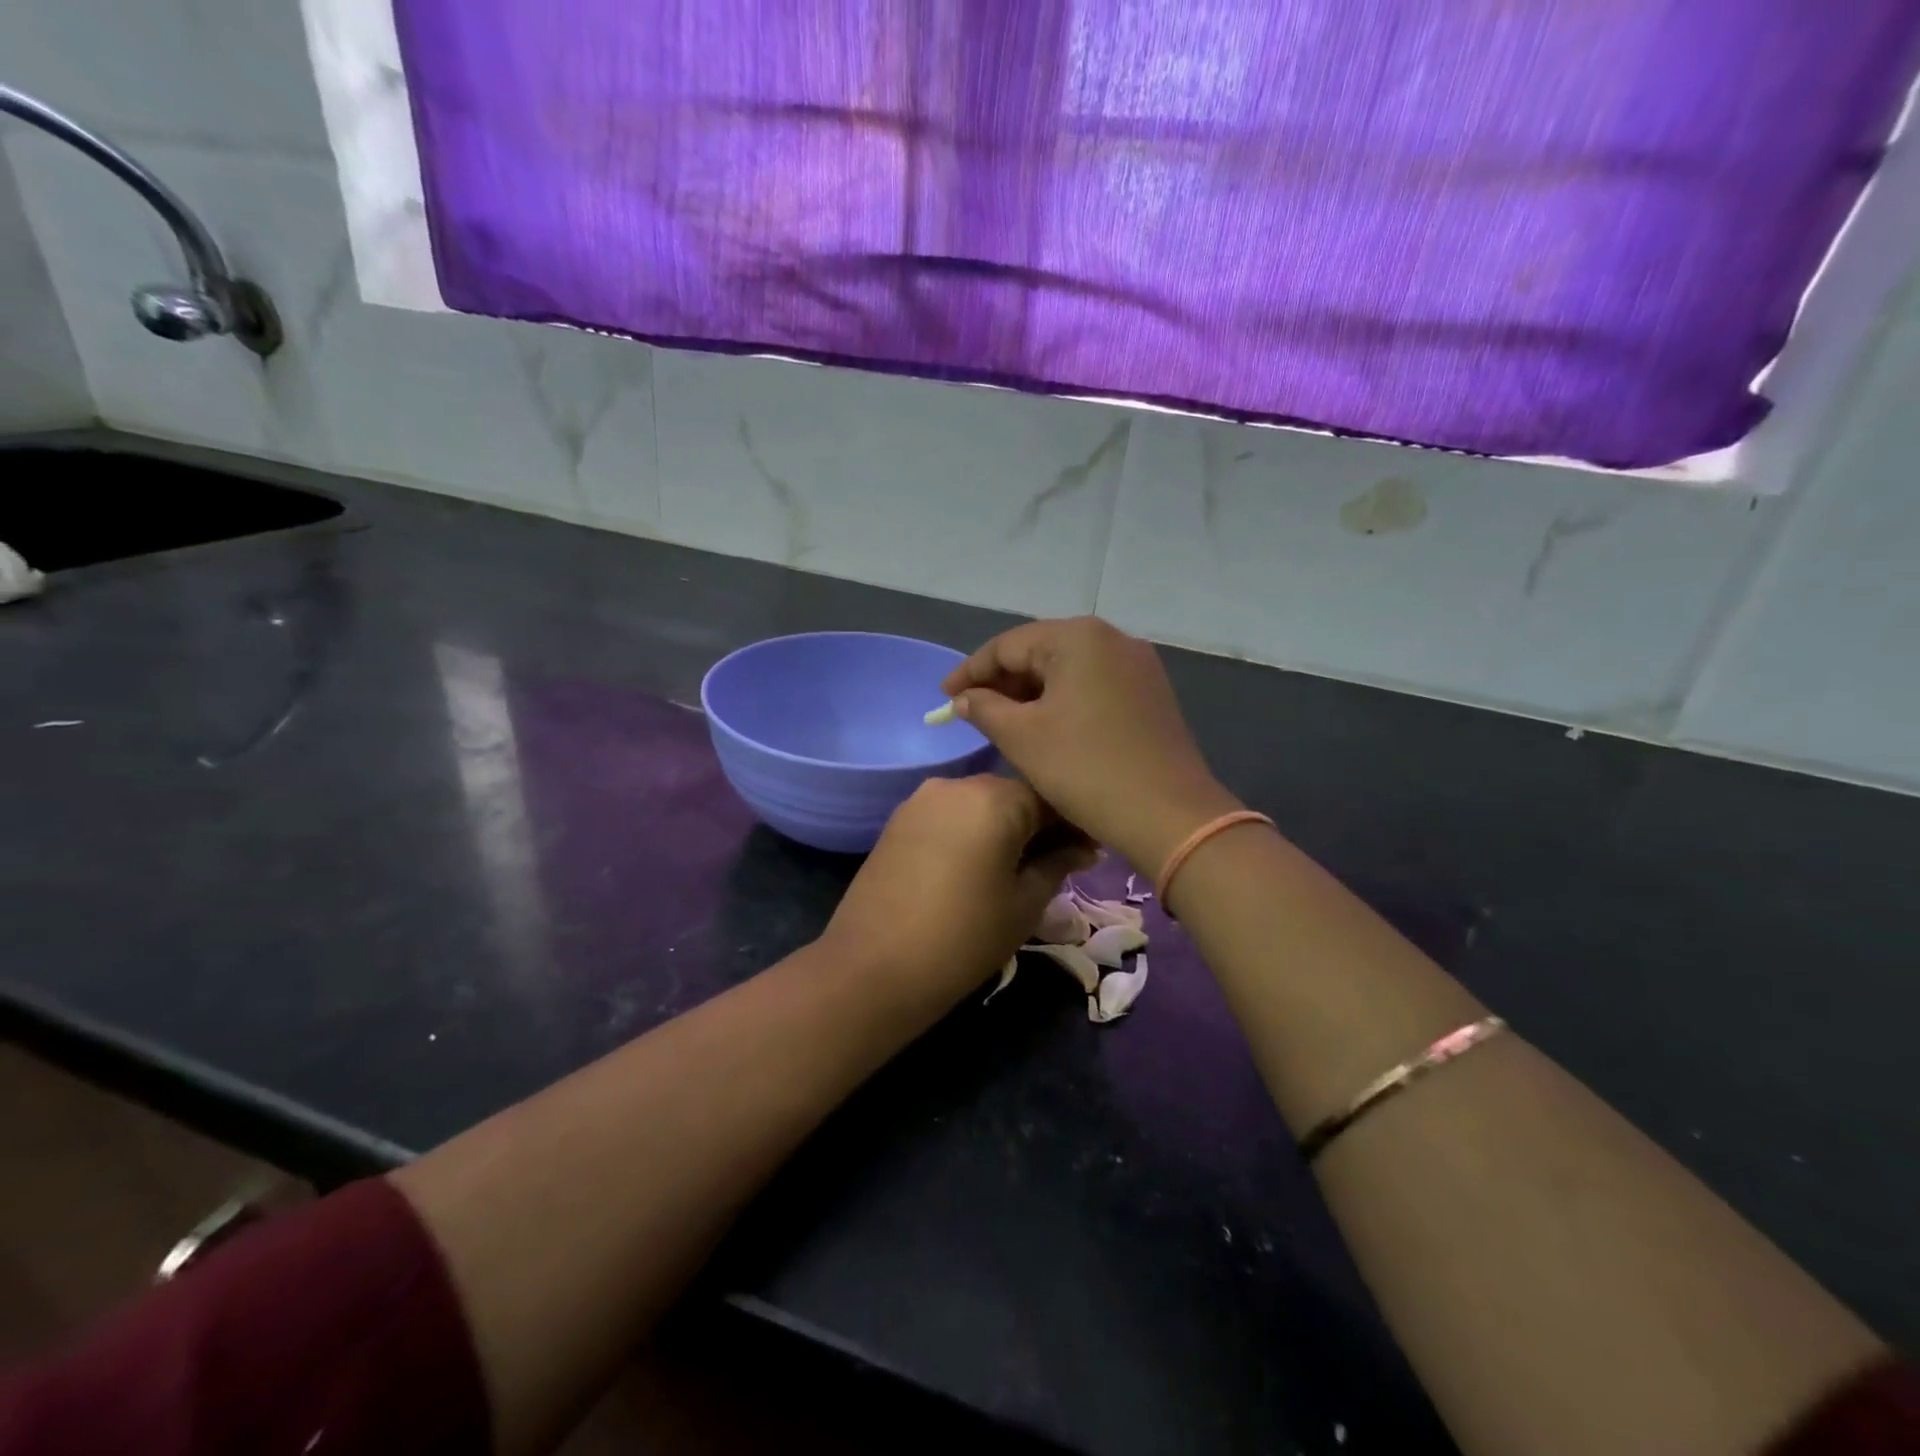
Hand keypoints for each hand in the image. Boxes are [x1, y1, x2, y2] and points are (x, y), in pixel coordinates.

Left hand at [822, 776, 1096, 1000]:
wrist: (872, 968)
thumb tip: (1084, 848)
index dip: (1076, 825)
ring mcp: (921, 799)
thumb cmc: (964, 937)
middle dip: (1040, 825)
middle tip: (1062, 862)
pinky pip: (950, 817)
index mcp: (994, 797)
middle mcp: (956, 784)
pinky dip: (972, 833)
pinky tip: (980, 865)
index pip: (1051, 797)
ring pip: (980, 805)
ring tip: (1021, 867)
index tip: (1092, 853)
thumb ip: (1058, 864)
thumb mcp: (1024, 903)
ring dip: (1006, 828)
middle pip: (1013, 796)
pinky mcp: (898, 820)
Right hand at [940, 617, 1240, 872]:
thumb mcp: (1022, 738)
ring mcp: (1138, 665)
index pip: (1008, 645)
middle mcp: (1112, 638)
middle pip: (1041, 651)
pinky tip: (1048, 726)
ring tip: (1005, 721)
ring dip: (1033, 692)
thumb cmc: (1085, 769)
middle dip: (1003, 681)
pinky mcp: (1151, 692)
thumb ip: (985, 709)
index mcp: (1078, 637)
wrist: (1169, 814)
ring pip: (1069, 669)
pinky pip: (1094, 685)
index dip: (970, 672)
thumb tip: (965, 698)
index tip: (944, 697)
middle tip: (973, 712)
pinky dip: (1064, 700)